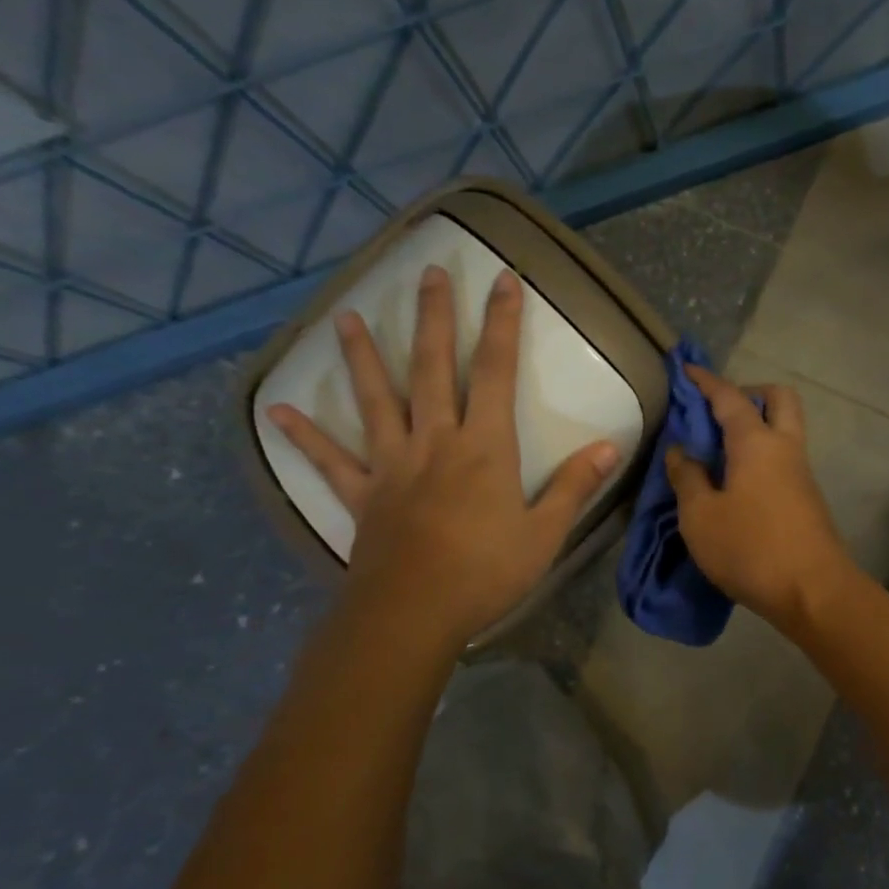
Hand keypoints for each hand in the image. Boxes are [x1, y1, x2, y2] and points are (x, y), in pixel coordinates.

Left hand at [268, 266, 617, 643]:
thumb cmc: (485, 573)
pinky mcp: (365, 494)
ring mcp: (393, 465)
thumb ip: (573, 486)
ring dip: (364, 357)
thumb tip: (608, 446)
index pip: (497, 373)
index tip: (503, 281)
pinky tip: (280, 411)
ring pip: (377, 400)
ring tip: (349, 317)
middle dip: (436, 319)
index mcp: (485, 447)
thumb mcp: (545, 533)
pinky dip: (306, 436)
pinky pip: (332, 460)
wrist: (413, 614)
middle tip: (429, 274)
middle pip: (434, 369)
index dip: (503, 324)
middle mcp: (436, 441)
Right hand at [664, 365, 855, 631]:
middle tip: (716, 414)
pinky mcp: (806, 498)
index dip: (706, 381)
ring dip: (756, 428)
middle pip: (778, 399)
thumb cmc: (750, 548)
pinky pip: (783, 459)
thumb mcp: (700, 516)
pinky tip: (734, 483)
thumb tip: (681, 451)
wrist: (813, 591)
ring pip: (784, 430)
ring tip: (716, 453)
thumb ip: (687, 477)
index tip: (686, 370)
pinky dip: (760, 456)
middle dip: (749, 394)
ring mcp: (801, 473)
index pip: (730, 397)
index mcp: (757, 443)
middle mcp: (785, 448)